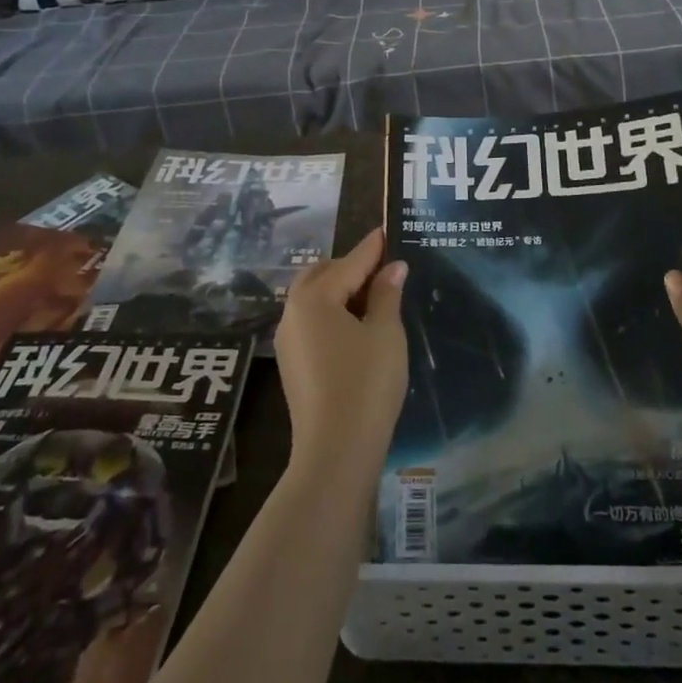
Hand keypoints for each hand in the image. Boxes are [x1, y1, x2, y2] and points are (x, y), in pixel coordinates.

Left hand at [273, 228, 408, 474]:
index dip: (372, 248)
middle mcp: (292, 312)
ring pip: (313, 298)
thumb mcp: (385, 333)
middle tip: (383, 269)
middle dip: (351, 267)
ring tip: (374, 296)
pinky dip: (332, 313)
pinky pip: (312, 322)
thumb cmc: (366, 383)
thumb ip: (386, 295)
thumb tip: (393, 268)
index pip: (349, 262)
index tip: (387, 231)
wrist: (335, 451)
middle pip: (322, 275)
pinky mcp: (292, 363)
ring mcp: (287, 340)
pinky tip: (357, 326)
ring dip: (340, 290)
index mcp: (314, 298)